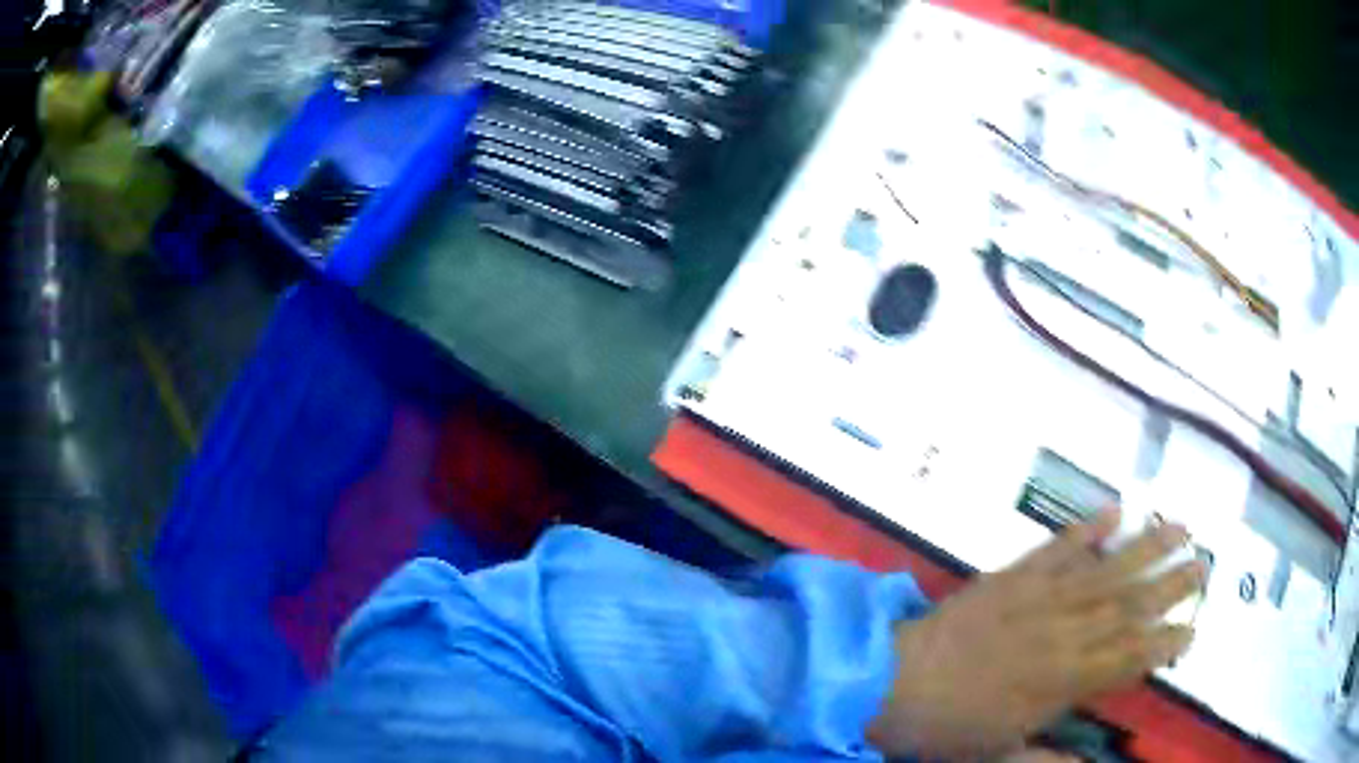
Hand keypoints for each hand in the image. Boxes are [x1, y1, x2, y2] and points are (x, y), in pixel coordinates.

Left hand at [868, 508, 1204, 760]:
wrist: (889, 682)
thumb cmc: (944, 728)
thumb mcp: (995, 758)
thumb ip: (1045, 759)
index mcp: (1061, 681)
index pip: (1127, 658)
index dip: (1163, 643)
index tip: (1193, 629)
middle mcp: (1062, 632)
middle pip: (1129, 605)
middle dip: (1171, 586)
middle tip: (1205, 566)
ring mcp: (1039, 597)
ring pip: (1105, 570)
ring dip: (1146, 547)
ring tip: (1181, 527)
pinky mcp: (1013, 576)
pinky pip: (1057, 548)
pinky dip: (1087, 529)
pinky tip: (1115, 511)